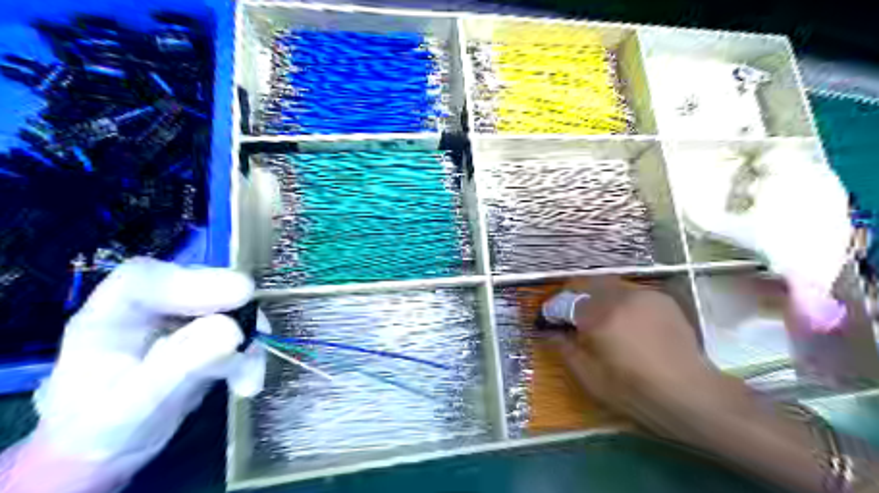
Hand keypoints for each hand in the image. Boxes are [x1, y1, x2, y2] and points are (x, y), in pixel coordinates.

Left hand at [4, 259, 261, 490]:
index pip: (144, 280)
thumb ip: (179, 368)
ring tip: (248, 380)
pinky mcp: (207, 333)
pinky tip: (247, 383)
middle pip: (197, 285)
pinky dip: (251, 354)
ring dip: (248, 338)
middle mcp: (148, 310)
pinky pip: (240, 330)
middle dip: (233, 311)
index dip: (192, 282)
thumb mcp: (134, 409)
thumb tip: (232, 331)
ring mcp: (181, 319)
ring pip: (227, 306)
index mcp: (107, 319)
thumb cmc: (103, 434)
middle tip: (255, 336)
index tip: (239, 296)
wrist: (113, 452)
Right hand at [548, 278, 708, 423]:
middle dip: (574, 296)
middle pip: (586, 283)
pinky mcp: (661, 298)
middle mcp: (619, 297)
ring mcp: (643, 295)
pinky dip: (620, 301)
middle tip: (572, 316)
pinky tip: (627, 321)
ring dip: (597, 296)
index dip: (552, 309)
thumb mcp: (589, 376)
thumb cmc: (634, 391)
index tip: (548, 319)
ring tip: (601, 318)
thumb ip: (564, 349)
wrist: (690, 393)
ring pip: (609, 285)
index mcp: (599, 318)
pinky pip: (630, 292)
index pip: (565, 301)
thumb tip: (549, 332)